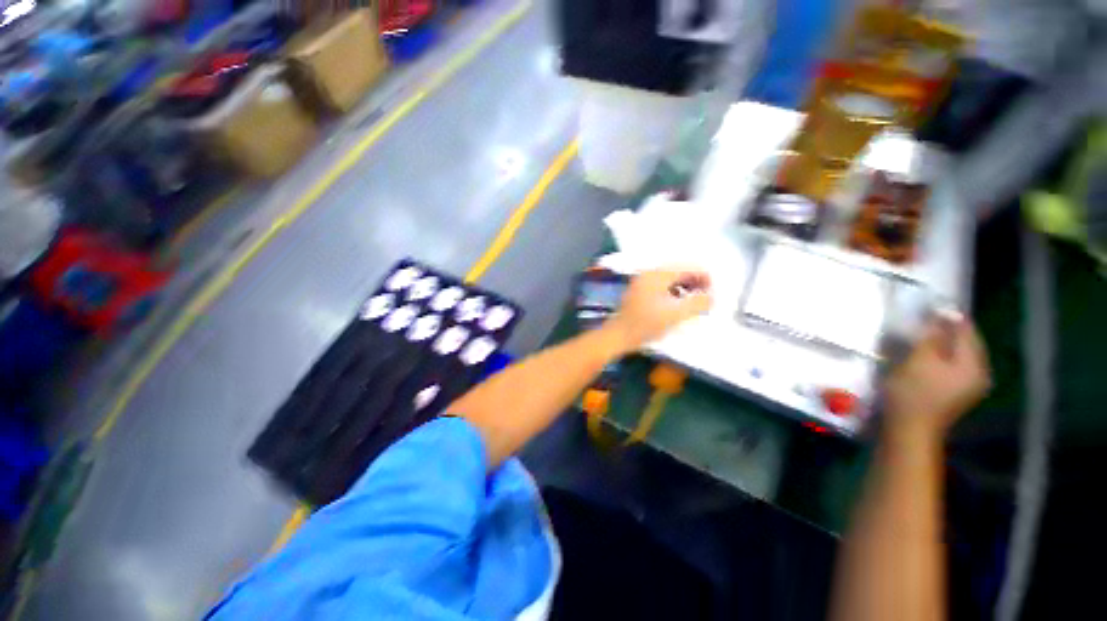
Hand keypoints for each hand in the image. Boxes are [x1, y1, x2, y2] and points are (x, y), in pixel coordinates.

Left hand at [605, 268, 712, 352]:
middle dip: (696, 283)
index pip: (689, 267)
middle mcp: (650, 273)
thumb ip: (698, 302)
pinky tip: (679, 306)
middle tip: (707, 299)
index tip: (714, 294)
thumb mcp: (676, 314)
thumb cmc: (646, 324)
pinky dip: (675, 293)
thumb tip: (712, 297)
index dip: (705, 278)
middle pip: (680, 271)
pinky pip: (663, 287)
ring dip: (686, 288)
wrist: (619, 335)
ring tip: (695, 304)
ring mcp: (643, 282)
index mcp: (658, 274)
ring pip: (672, 279)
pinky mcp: (640, 292)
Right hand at [884, 314, 990, 438]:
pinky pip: (951, 367)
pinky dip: (939, 358)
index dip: (950, 317)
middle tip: (923, 320)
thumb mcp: (920, 359)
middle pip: (965, 344)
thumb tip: (943, 313)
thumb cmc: (914, 392)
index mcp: (974, 365)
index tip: (931, 306)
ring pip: (957, 356)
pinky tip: (923, 357)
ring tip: (921, 337)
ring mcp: (968, 387)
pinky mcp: (954, 394)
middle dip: (947, 331)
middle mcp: (978, 374)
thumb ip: (933, 335)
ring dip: (941, 344)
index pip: (967, 331)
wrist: (909, 430)